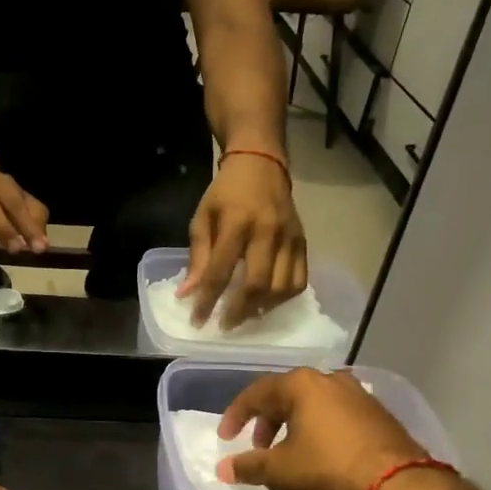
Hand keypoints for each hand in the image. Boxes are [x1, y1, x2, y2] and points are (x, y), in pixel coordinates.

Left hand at [179, 152, 306, 327]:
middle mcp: (267, 231)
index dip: (208, 300)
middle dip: (239, 311)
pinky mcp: (304, 242)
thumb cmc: (226, 193)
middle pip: (257, 284)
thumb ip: (198, 256)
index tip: (197, 320)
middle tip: (224, 325)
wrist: (262, 164)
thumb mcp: (203, 217)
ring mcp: (290, 237)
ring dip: (262, 308)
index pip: (221, 270)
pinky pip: (300, 280)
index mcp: (237, 222)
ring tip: (245, 316)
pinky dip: (283, 298)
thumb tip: (187, 294)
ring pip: (282, 287)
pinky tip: (267, 303)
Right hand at [217, 368, 425, 489]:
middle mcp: (329, 379)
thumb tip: (222, 468)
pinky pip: (337, 415)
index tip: (225, 438)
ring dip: (295, 425)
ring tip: (289, 452)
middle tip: (258, 448)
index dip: (236, 416)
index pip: (256, 393)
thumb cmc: (329, 469)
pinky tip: (321, 453)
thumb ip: (248, 466)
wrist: (400, 486)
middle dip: (267, 421)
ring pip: (314, 404)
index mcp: (300, 384)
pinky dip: (321, 429)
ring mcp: (359, 394)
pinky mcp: (379, 414)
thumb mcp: (280, 471)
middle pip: (286, 395)